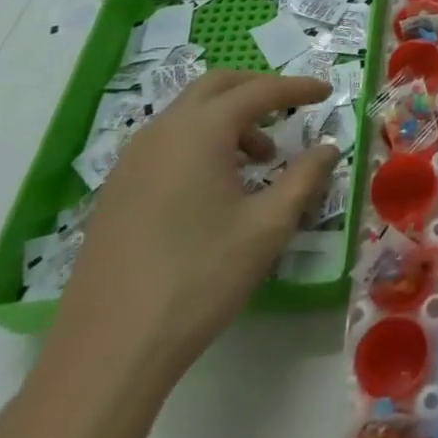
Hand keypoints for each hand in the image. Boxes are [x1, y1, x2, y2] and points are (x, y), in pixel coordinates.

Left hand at [49, 72, 342, 380]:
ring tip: (259, 158)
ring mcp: (132, 160)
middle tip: (291, 107)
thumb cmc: (199, 278)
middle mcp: (162, 132)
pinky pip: (167, 142)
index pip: (259, 91)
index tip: (326, 92)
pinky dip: (201, 140)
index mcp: (201, 131)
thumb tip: (328, 148)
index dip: (297, 88)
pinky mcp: (116, 190)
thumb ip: (304, 178)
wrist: (109, 350)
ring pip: (188, 113)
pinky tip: (216, 185)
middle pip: (216, 86)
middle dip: (258, 89)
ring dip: (228, 118)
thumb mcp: (267, 227)